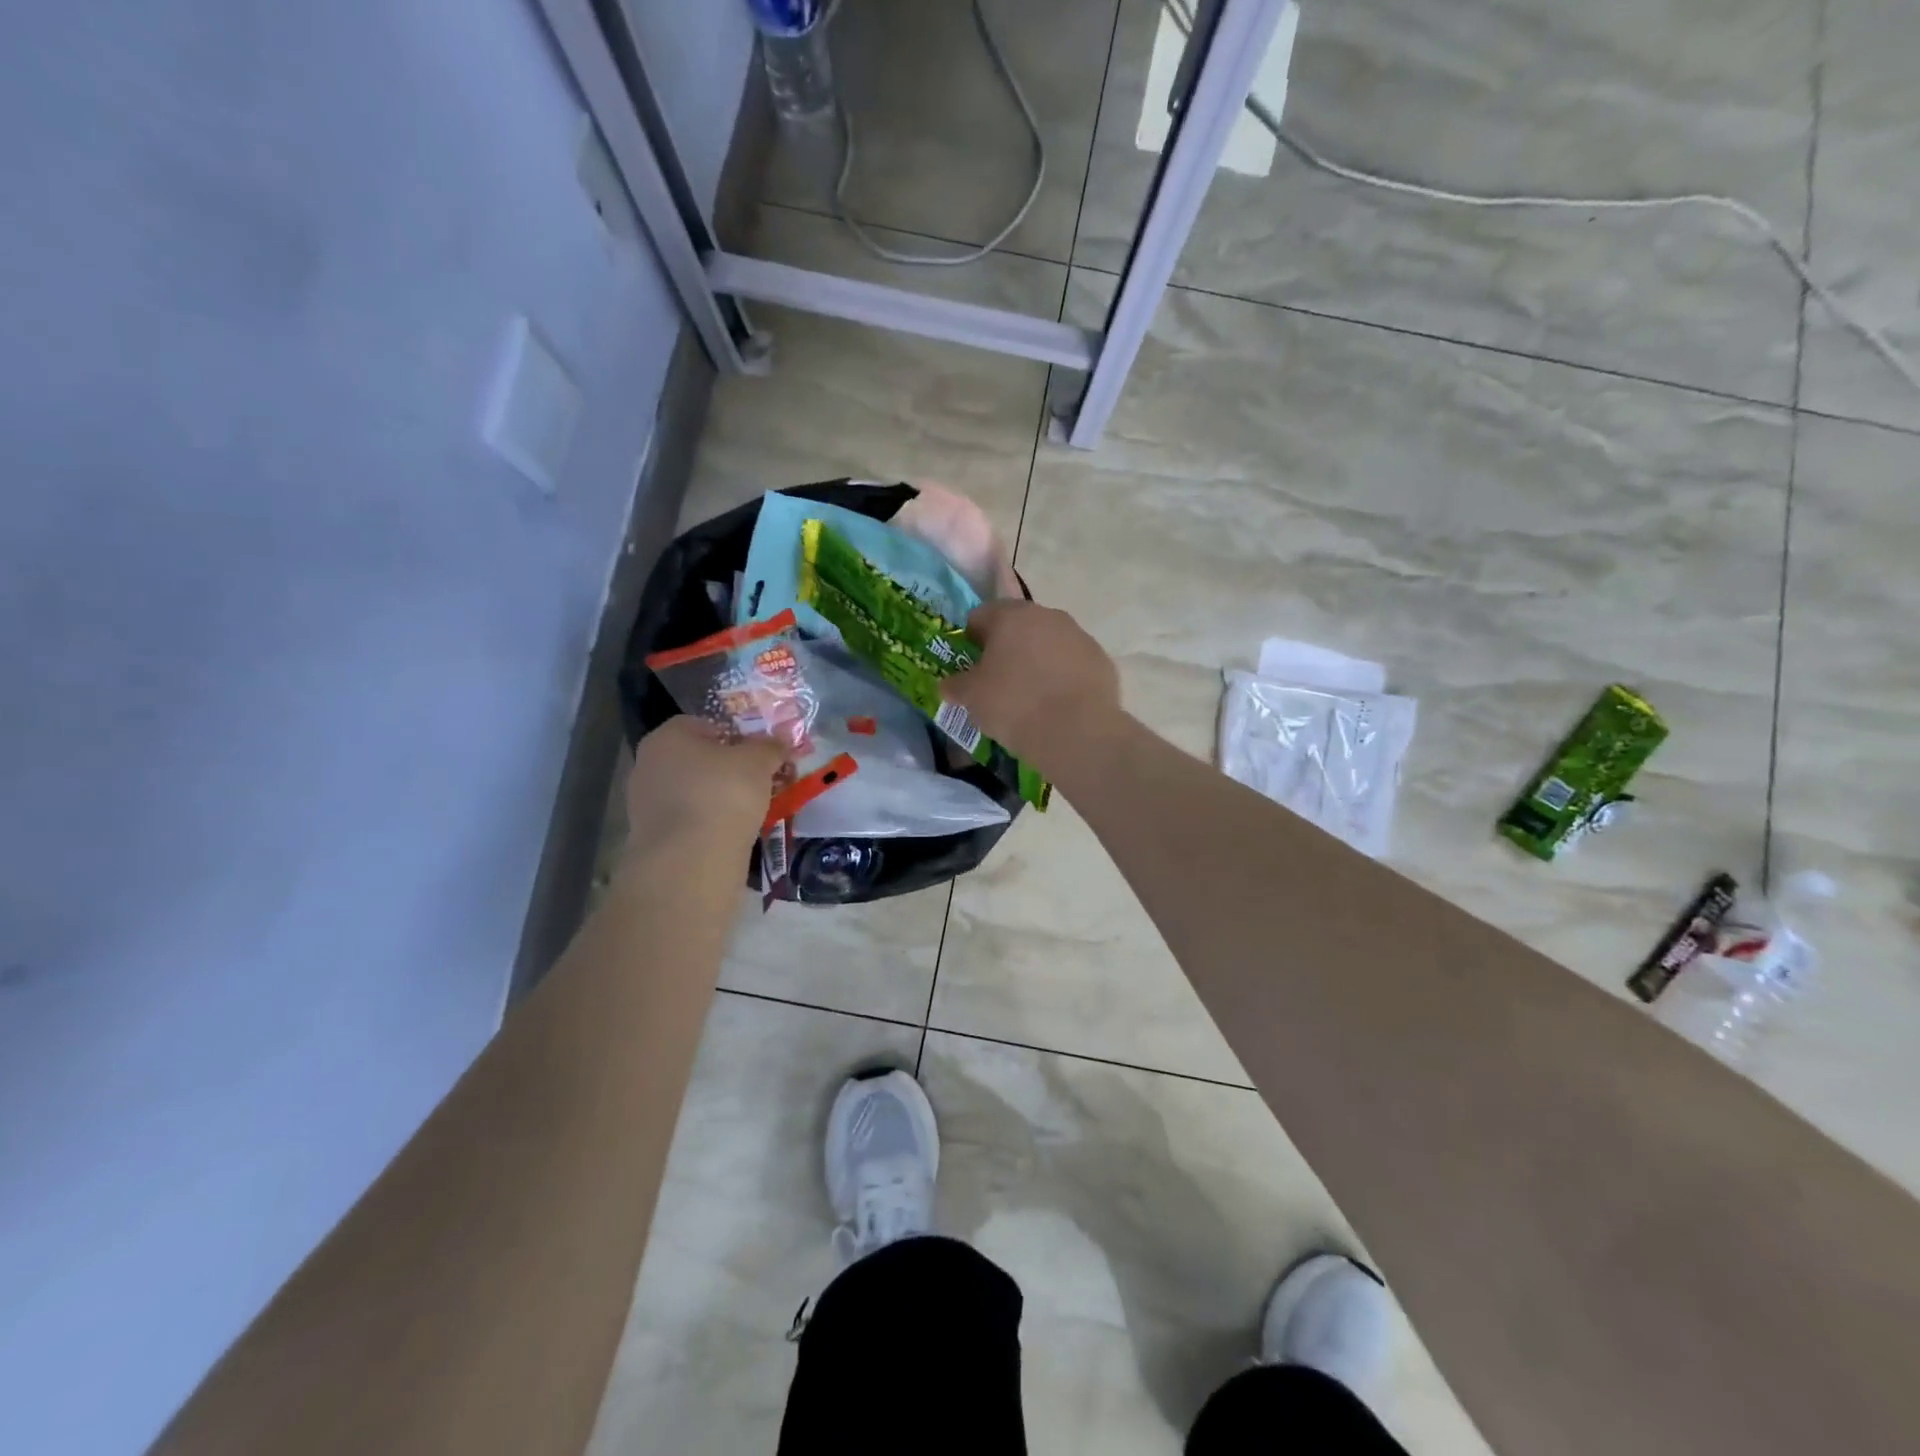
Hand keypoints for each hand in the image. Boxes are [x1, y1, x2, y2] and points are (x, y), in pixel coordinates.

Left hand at [624, 717, 786, 857]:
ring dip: (719, 797)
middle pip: (697, 758)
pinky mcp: (652, 837)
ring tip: (751, 810)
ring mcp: (645, 803)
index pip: (704, 724)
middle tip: (759, 780)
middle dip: (728, 768)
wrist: (692, 860)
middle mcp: (648, 764)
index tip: (759, 753)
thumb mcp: (758, 761)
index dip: (735, 734)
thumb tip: (780, 740)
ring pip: (694, 791)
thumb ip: (770, 746)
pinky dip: (709, 822)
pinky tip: (733, 832)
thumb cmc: (723, 793)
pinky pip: (689, 819)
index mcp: (667, 736)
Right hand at [940, 599, 1121, 771]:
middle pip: (1018, 626)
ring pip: (1048, 643)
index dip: (970, 640)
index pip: (980, 616)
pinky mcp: (1101, 660)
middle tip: (998, 682)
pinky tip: (1058, 705)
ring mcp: (1079, 636)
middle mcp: (1047, 616)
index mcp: (1011, 616)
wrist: (1076, 732)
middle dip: (1006, 648)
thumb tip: (949, 684)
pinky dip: (1063, 678)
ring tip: (1031, 697)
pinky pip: (1072, 664)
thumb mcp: (971, 698)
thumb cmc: (1013, 705)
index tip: (969, 666)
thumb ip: (956, 685)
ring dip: (1037, 661)